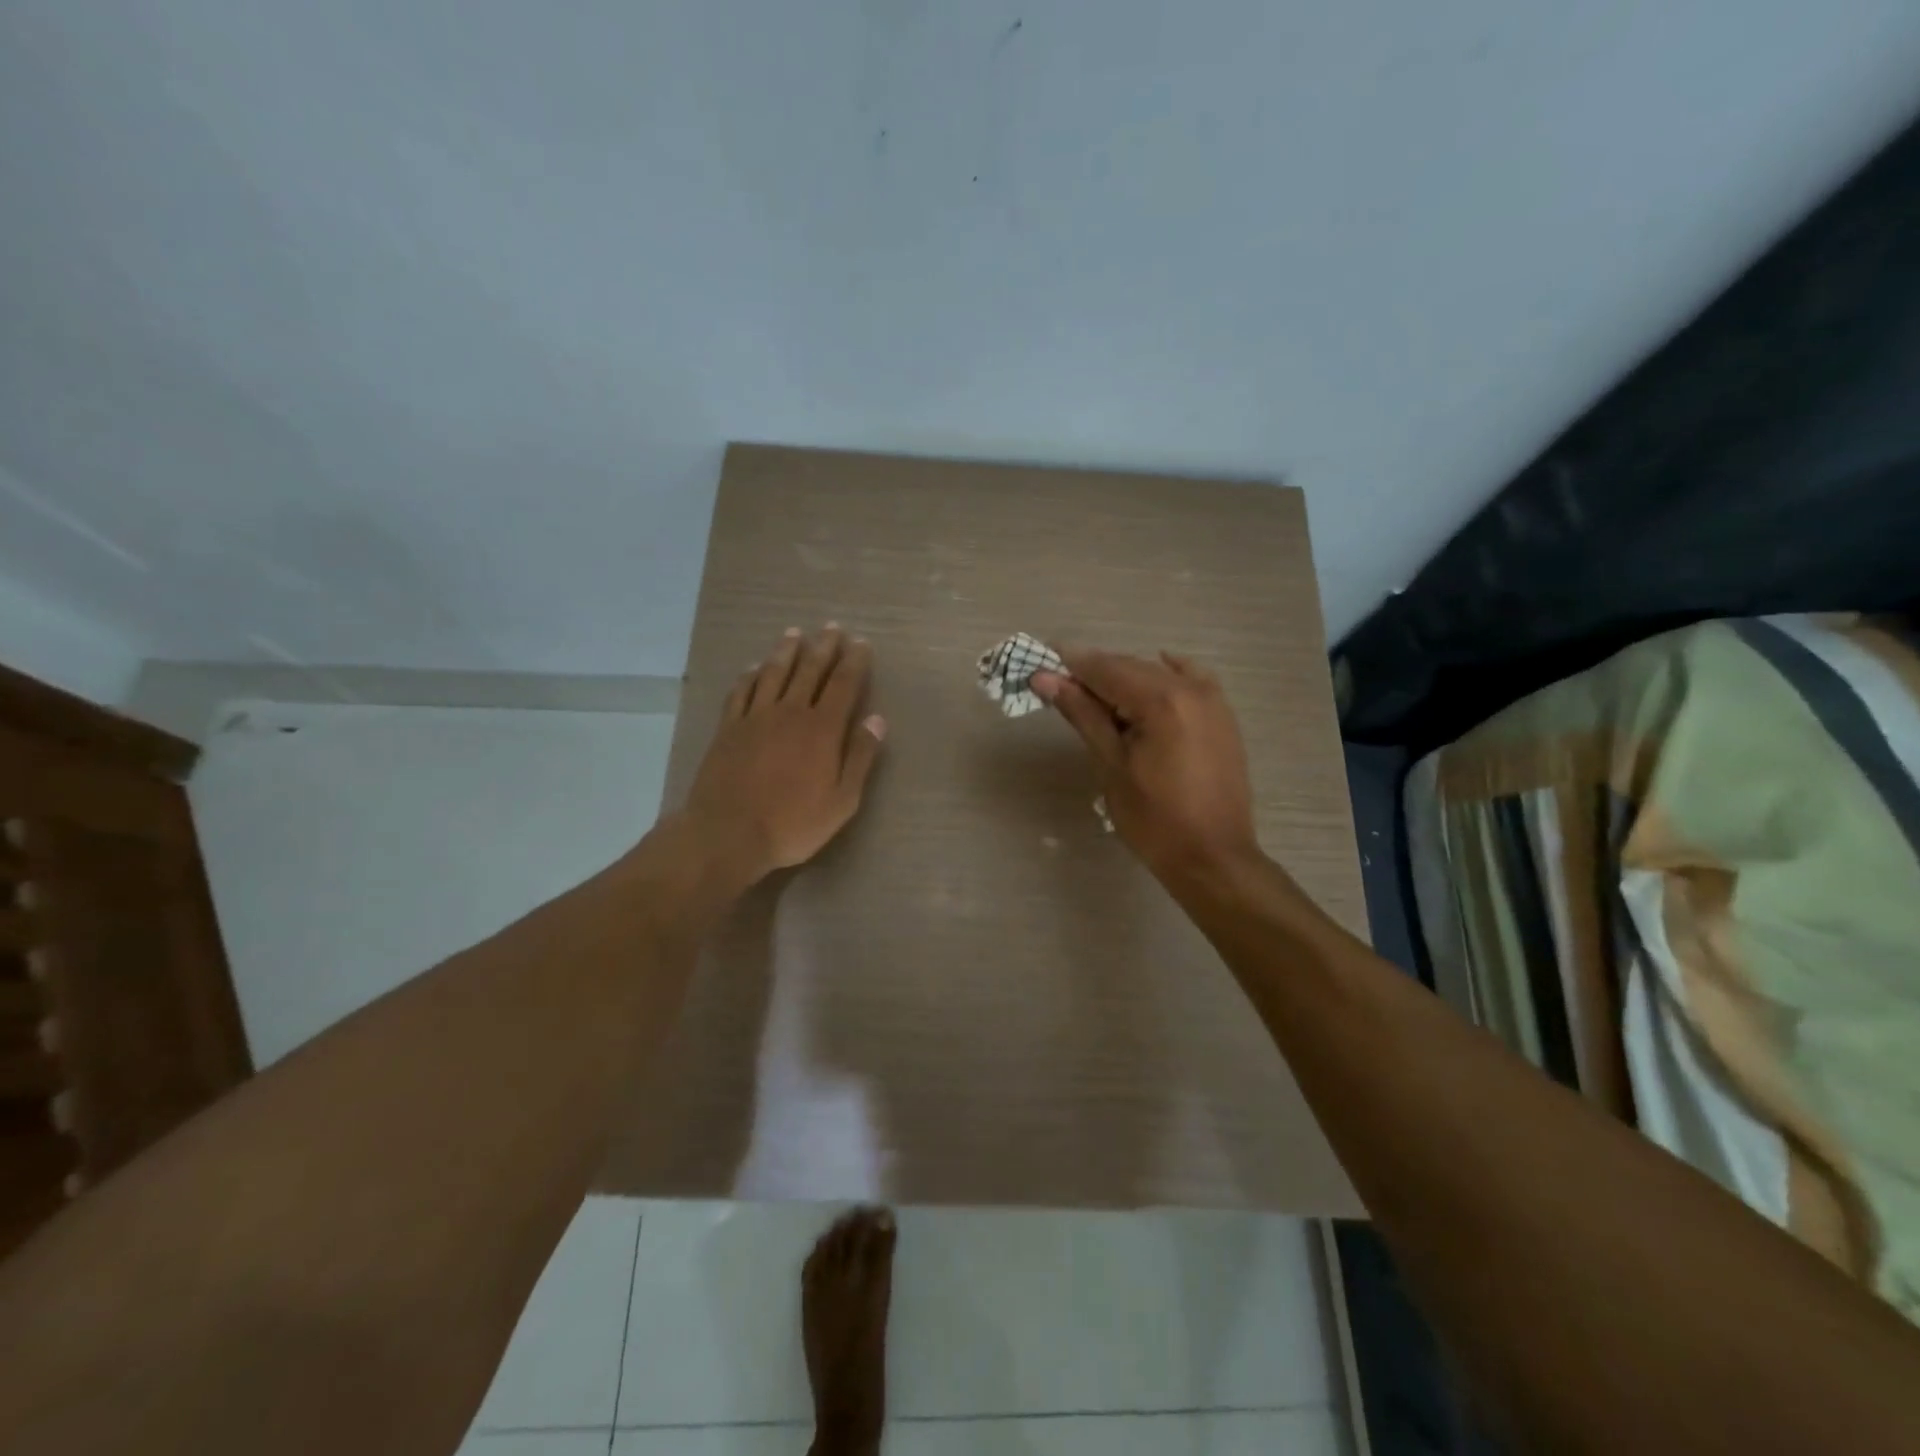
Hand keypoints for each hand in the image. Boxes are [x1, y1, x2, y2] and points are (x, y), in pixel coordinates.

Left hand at [682, 625, 886, 881]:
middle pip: (809, 671)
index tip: (861, 643)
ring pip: (774, 673)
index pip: (843, 684)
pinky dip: (750, 675)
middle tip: (832, 627)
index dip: (854, 661)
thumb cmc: (792, 824)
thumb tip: (877, 719)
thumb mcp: (842, 801)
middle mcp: (789, 713)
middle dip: (823, 647)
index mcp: (822, 729)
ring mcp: (755, 718)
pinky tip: (754, 667)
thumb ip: (860, 757)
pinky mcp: (728, 728)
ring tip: (794, 633)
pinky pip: (741, 692)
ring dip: (786, 651)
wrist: (728, 834)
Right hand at [1033, 649, 1260, 882]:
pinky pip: (1191, 681)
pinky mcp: (1222, 717)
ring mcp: (1213, 700)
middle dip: (1094, 673)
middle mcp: (1190, 689)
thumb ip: (1082, 714)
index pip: (1105, 669)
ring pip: (1157, 674)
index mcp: (1161, 700)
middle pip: (1130, 667)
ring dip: (1124, 679)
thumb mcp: (1111, 765)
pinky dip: (1166, 676)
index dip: (1070, 664)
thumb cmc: (1154, 819)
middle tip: (1058, 684)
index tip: (1040, 663)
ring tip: (1094, 697)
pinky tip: (1149, 679)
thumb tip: (1045, 679)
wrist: (1213, 857)